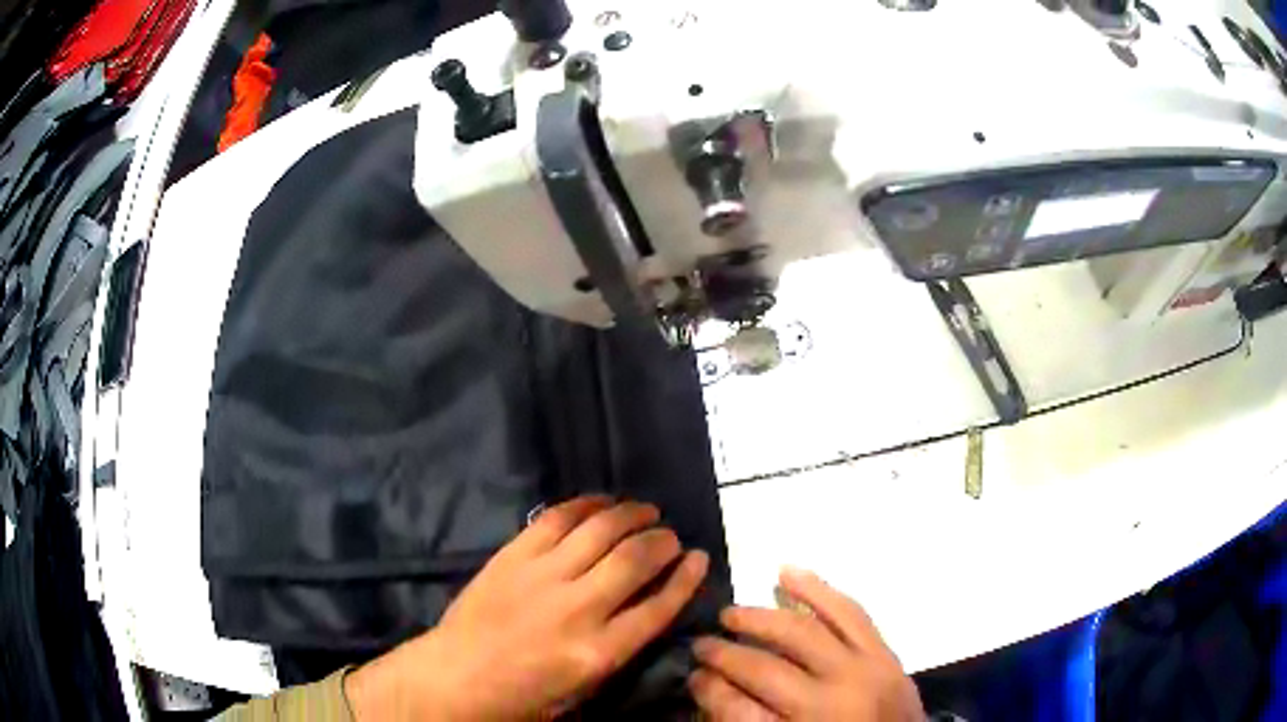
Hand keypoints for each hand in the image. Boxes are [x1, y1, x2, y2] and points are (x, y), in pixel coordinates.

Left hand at [345, 496, 709, 719]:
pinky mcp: (514, 555)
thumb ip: (619, 651)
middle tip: (671, 535)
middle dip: (663, 542)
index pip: (660, 606)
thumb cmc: (521, 696)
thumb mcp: (583, 691)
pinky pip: (557, 518)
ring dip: (632, 515)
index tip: (700, 557)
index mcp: (600, 653)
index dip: (687, 578)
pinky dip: (586, 505)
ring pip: (601, 531)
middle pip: (636, 560)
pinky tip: (603, 501)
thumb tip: (645, 610)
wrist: (454, 677)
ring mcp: (543, 576)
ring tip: (647, 511)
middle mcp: (579, 609)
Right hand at [689, 567, 923, 720]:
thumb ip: (747, 719)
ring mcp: (865, 671)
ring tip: (733, 611)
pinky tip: (791, 573)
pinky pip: (850, 613)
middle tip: (702, 643)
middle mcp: (833, 700)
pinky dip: (818, 590)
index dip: (708, 690)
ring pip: (807, 630)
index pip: (737, 709)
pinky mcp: (885, 653)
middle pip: (766, 668)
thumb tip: (710, 684)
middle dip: (726, 654)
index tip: (692, 675)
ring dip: (763, 617)